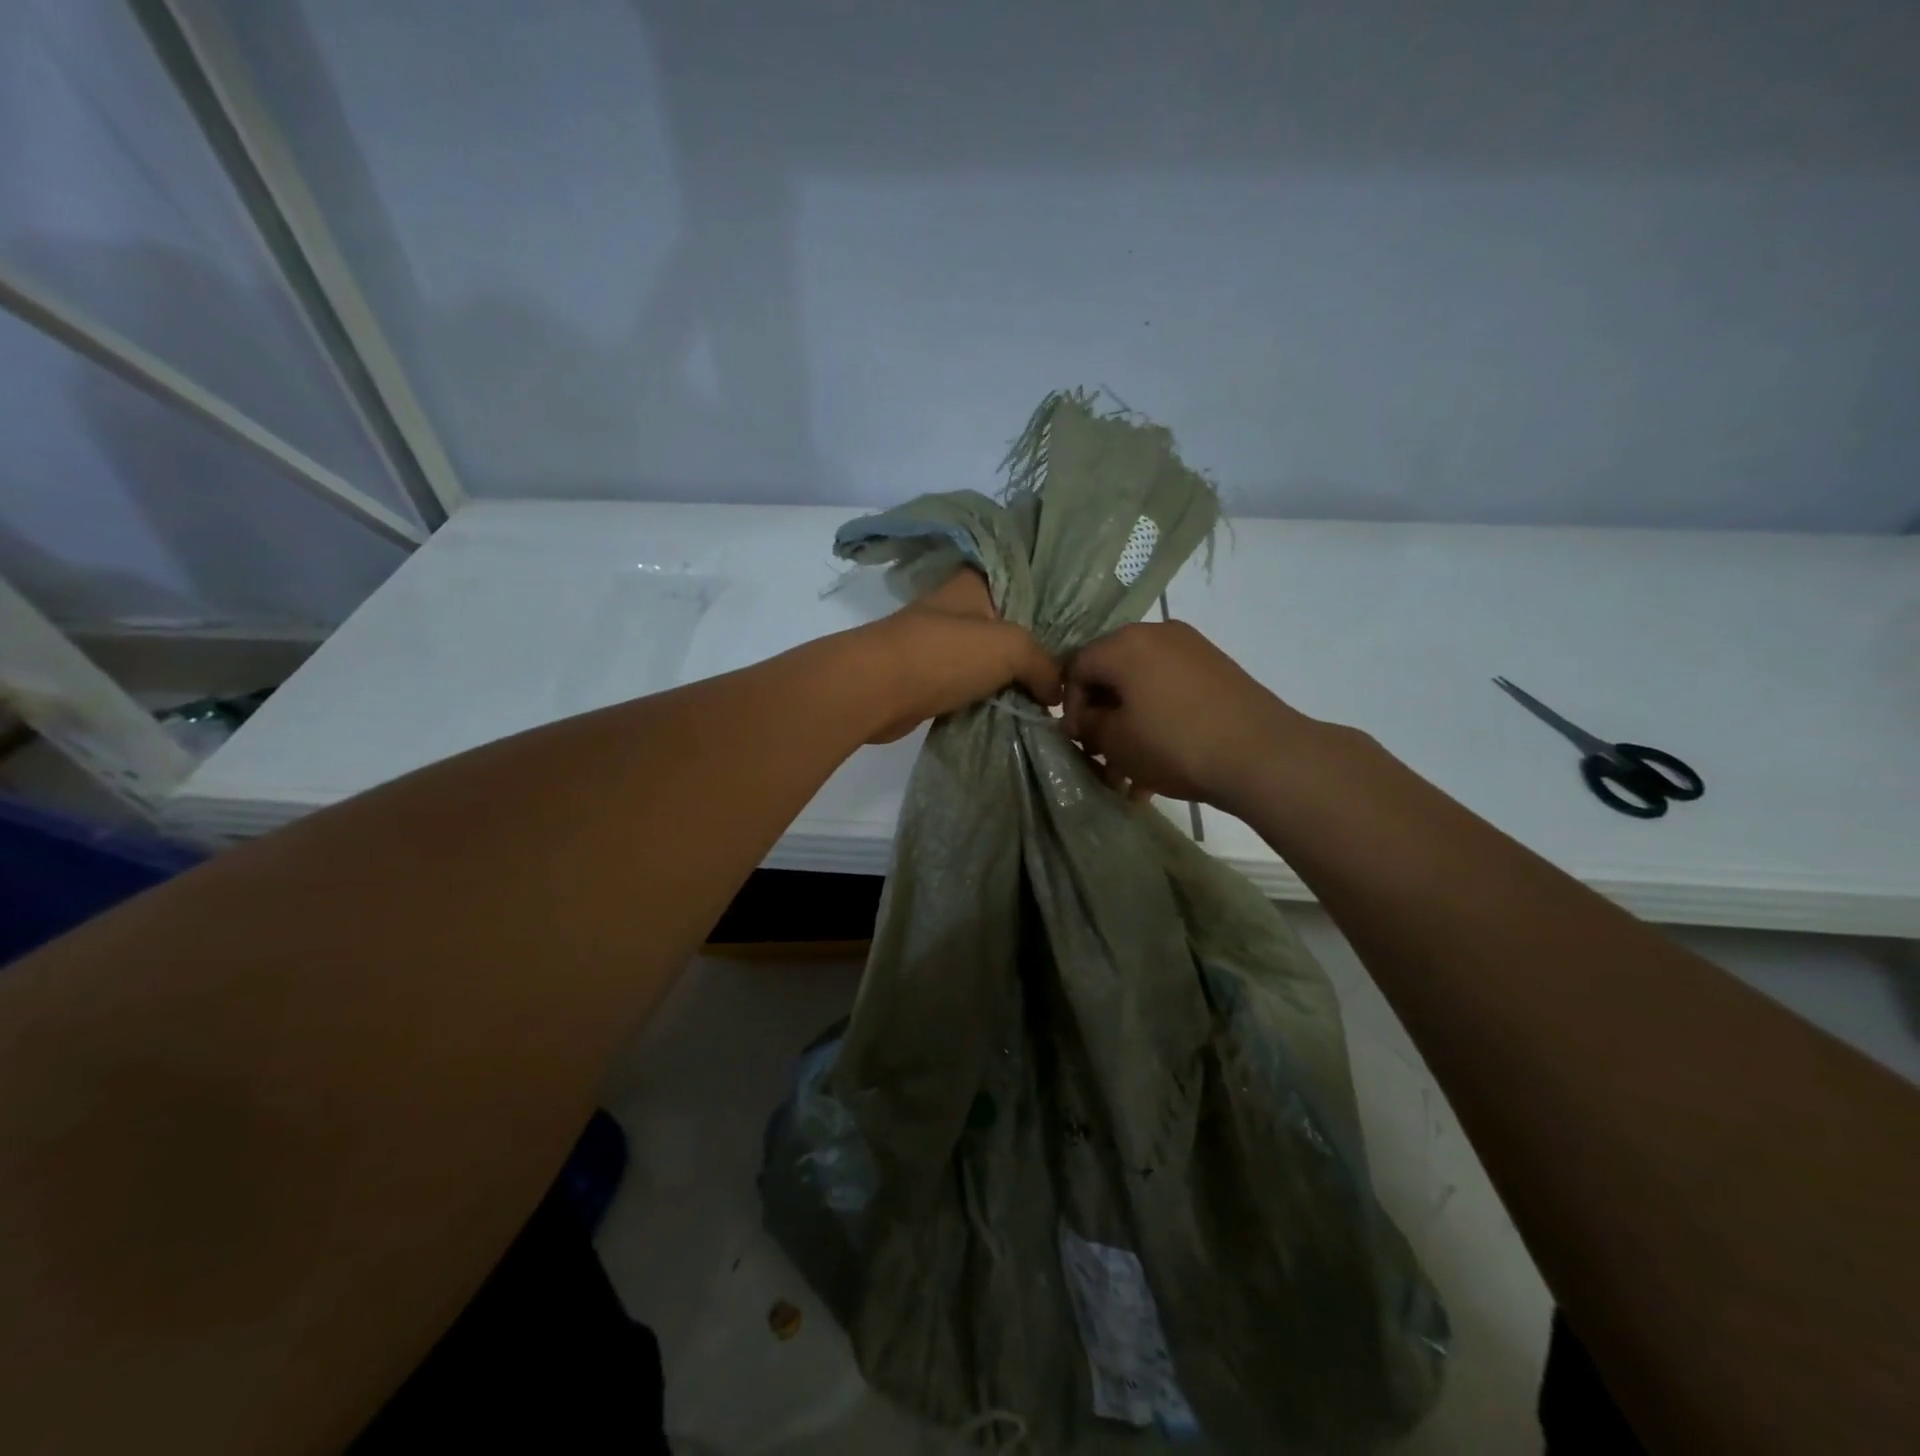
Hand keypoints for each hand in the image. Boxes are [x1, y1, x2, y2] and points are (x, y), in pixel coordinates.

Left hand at [854, 567, 1060, 742]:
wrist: (875, 690)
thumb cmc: (944, 654)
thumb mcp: (1010, 647)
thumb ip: (1044, 664)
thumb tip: (1057, 694)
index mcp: (974, 582)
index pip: (1023, 581)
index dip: (1053, 602)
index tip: (1082, 628)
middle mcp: (958, 608)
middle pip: (1010, 624)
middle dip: (1038, 647)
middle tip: (1073, 670)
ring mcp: (941, 644)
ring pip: (991, 658)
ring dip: (1015, 677)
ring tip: (1053, 695)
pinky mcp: (930, 678)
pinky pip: (973, 685)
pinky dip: (992, 697)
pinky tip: (1019, 710)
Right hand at [1063, 621, 1310, 807]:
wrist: (1262, 755)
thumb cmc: (1174, 744)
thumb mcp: (1115, 741)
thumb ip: (1088, 724)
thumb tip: (1086, 718)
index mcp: (1125, 643)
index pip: (1077, 666)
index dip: (1068, 706)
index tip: (1078, 742)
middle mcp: (1157, 633)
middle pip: (1112, 674)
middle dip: (1103, 718)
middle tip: (1102, 757)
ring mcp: (1192, 649)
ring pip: (1143, 687)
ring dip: (1131, 727)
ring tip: (1132, 774)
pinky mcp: (1217, 669)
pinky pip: (1171, 691)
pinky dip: (1159, 721)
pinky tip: (1160, 765)